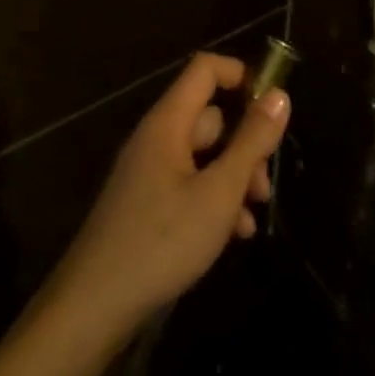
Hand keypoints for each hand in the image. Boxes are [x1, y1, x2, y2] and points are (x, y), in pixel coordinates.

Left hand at [43, 53, 288, 343]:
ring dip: (234, 178)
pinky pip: (190, 184)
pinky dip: (214, 200)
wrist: (94, 306)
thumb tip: (279, 94)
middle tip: (264, 184)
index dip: (241, 75)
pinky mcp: (147, 203)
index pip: (206, 69)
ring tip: (254, 215)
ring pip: (204, 156)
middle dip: (246, 144)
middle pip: (211, 117)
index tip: (273, 106)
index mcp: (168, 122)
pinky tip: (234, 235)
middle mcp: (157, 138)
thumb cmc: (161, 241)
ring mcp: (150, 172)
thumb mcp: (219, 192)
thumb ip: (252, 141)